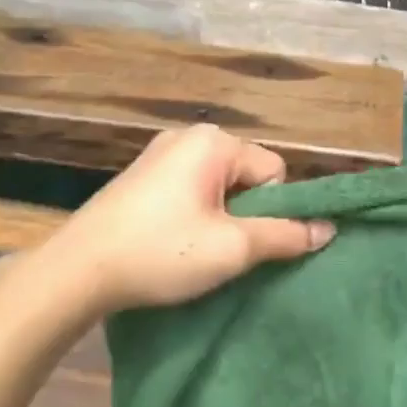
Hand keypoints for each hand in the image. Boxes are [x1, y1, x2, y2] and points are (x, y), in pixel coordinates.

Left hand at [50, 124, 334, 312]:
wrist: (76, 271)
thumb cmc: (161, 252)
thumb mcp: (232, 248)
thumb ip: (285, 235)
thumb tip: (329, 229)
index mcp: (213, 141)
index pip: (273, 171)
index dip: (269, 211)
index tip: (242, 242)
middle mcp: (188, 135)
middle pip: (246, 175)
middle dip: (243, 212)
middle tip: (218, 249)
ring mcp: (160, 152)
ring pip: (218, 184)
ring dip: (218, 216)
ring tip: (193, 249)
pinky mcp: (141, 174)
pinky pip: (189, 187)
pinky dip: (192, 213)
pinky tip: (171, 241)